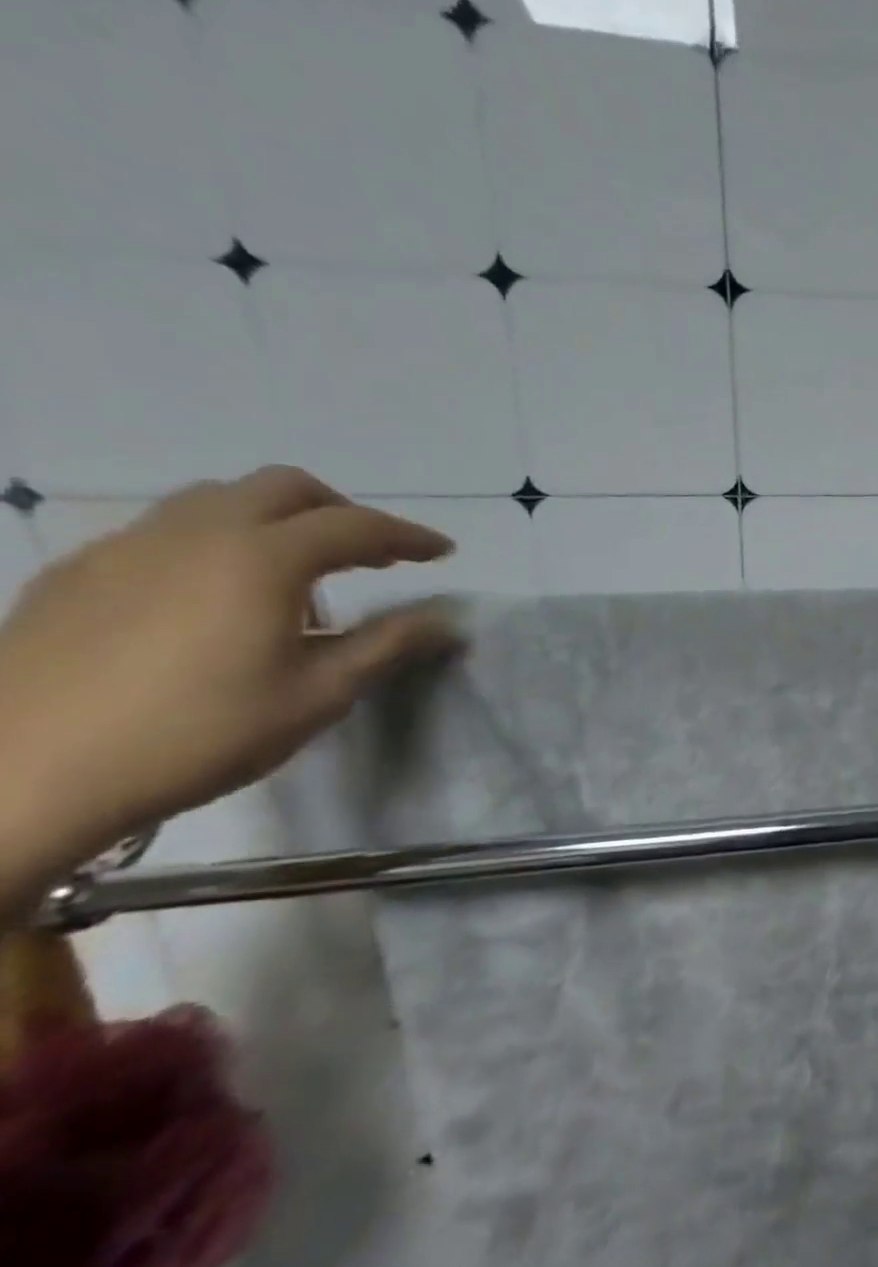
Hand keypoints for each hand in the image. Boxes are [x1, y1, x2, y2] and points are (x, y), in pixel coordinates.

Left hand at [0, 467, 460, 898]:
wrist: (20, 777)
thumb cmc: (198, 734)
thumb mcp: (318, 695)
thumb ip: (387, 645)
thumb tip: (446, 618)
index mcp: (261, 558)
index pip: (356, 526)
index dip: (408, 536)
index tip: (442, 551)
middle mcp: (196, 532)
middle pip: (285, 488)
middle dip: (342, 513)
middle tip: (373, 556)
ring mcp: (127, 546)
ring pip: (220, 500)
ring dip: (277, 522)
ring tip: (296, 580)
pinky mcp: (78, 572)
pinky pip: (167, 531)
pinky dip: (218, 542)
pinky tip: (215, 600)